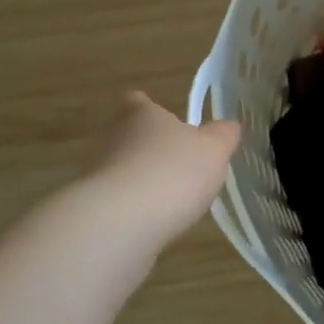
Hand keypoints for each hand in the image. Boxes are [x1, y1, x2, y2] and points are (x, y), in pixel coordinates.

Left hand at [87, 92, 241, 245]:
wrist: (122, 221)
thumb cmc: (173, 171)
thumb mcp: (213, 150)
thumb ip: (223, 136)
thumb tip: (229, 126)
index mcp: (142, 116)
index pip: (137, 102)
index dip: (148, 108)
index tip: (161, 119)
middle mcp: (113, 137)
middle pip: (127, 135)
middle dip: (147, 147)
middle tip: (174, 162)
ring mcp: (97, 173)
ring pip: (120, 168)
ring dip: (139, 179)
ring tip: (167, 197)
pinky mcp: (93, 207)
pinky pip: (116, 201)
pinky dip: (131, 207)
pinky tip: (152, 221)